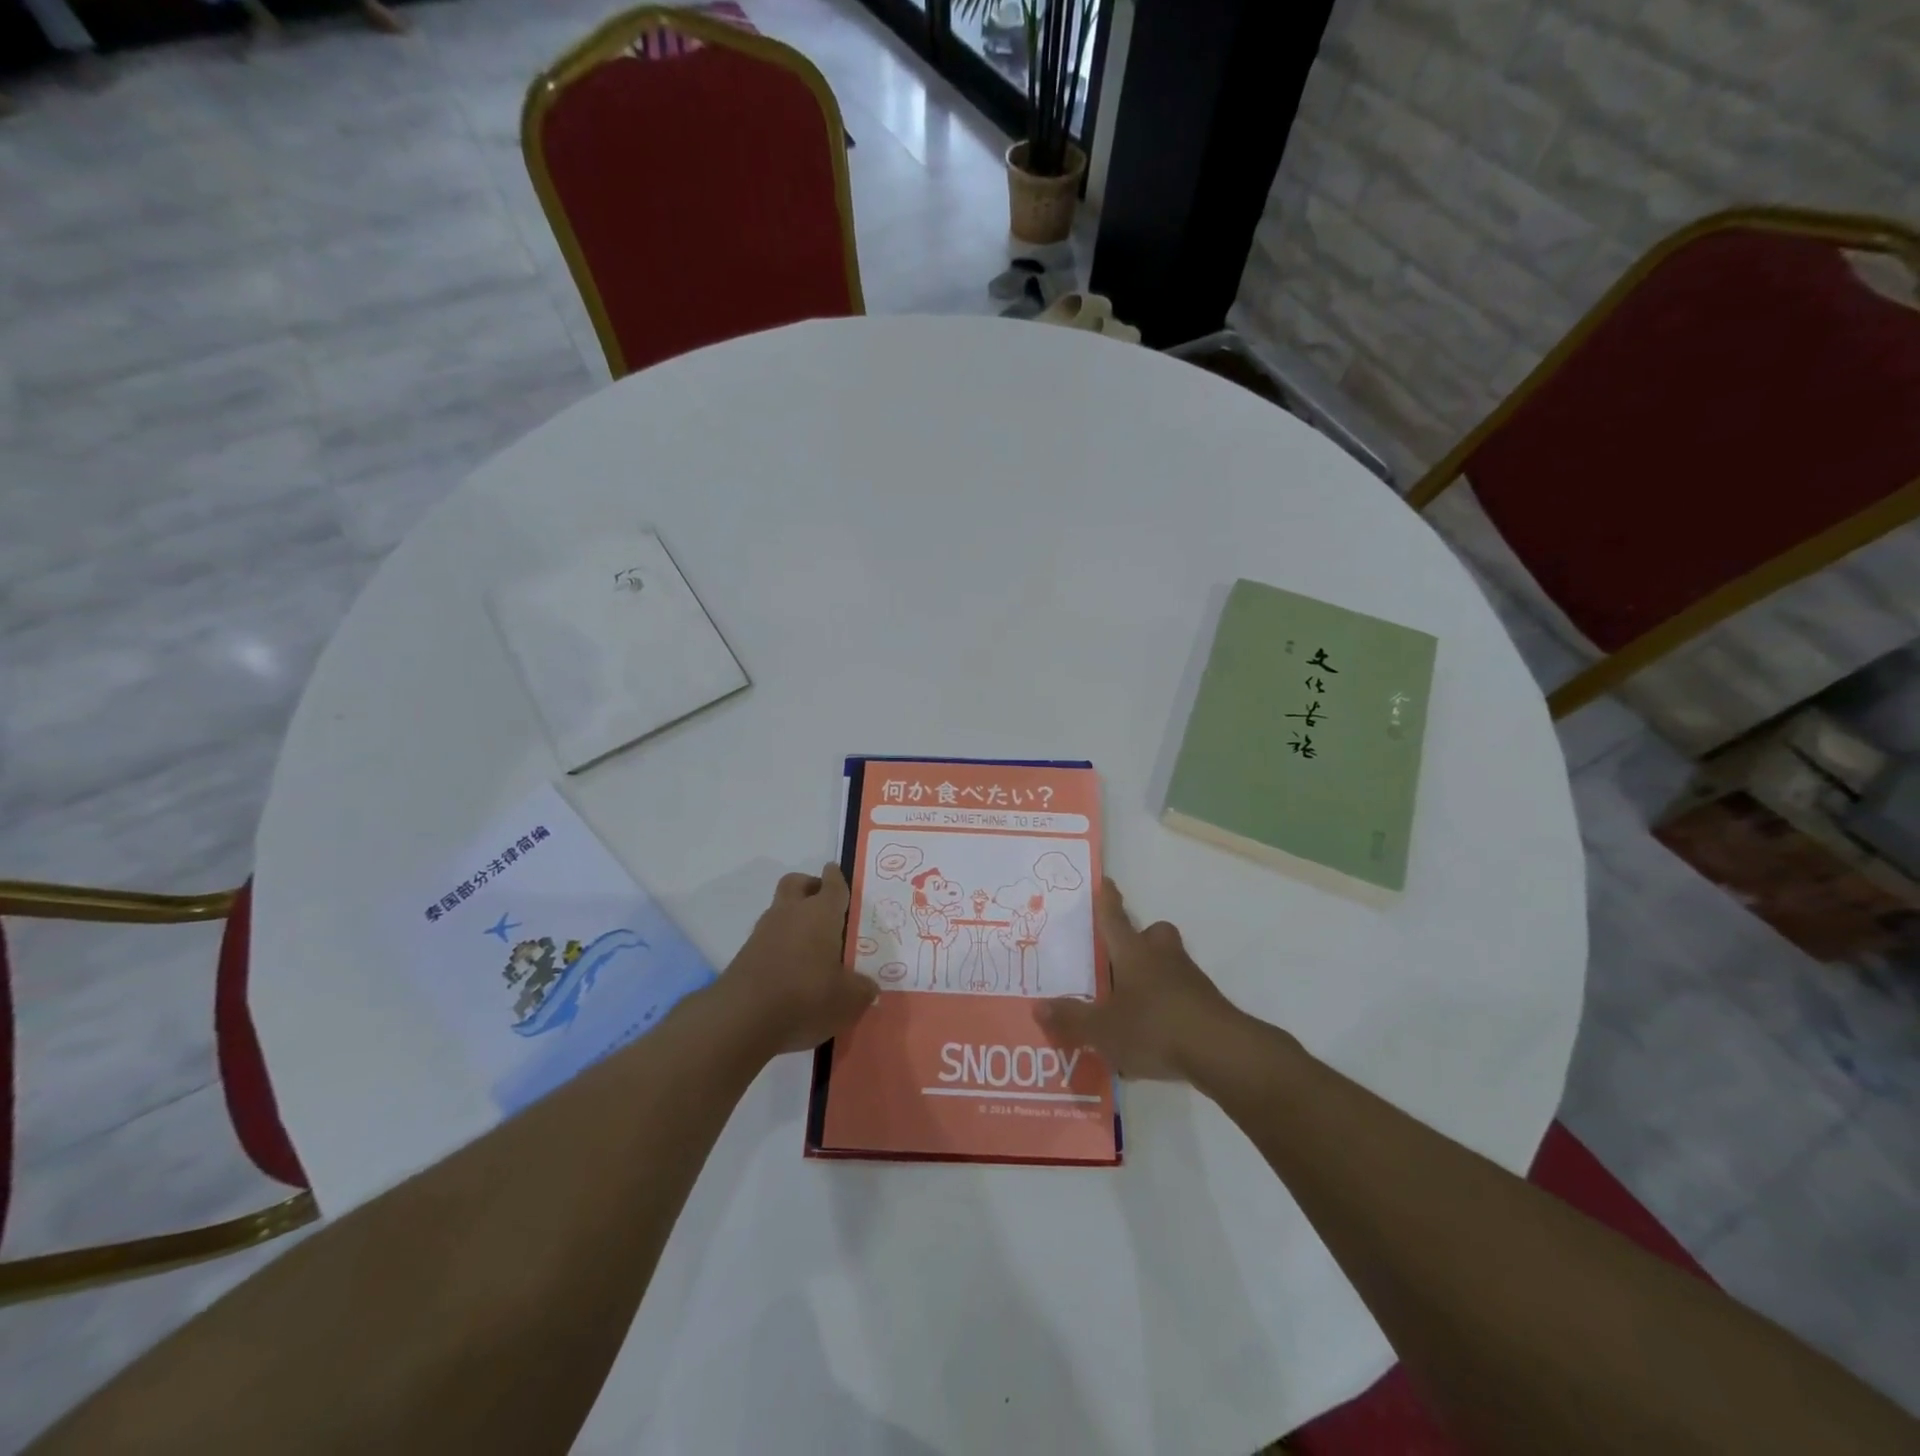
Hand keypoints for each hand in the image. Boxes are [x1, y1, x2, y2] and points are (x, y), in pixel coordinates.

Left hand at [719, 865, 877, 1058]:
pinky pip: (768, 938)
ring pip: (779, 910)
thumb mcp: (848, 999)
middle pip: (796, 883)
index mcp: (821, 912)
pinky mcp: (745, 954)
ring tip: (810, 946)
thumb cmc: (806, 995)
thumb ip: (862, 989)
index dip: (836, 877)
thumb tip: (868, 987)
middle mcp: (791, 913)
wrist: (742, 1018)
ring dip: (793, 918)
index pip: (832, 884)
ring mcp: (763, 932)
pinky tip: (791, 969)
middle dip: (809, 886)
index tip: (837, 872)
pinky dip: (780, 945)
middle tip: (823, 903)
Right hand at [1035, 879, 1239, 1081]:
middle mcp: (1161, 956)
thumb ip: (1071, 1018)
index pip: (1114, 917)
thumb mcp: (1103, 1029)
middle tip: (1120, 959)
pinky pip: (1181, 994)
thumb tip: (1036, 1006)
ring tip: (1132, 1004)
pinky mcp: (1206, 1004)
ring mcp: (1189, 978)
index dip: (1107, 900)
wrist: (1221, 1051)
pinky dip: (1167, 1005)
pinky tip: (1154, 1036)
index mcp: (1132, 953)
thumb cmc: (1154, 1027)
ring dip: (1153, 974)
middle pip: (1152, 934)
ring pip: (1169, 963)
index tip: (1105, 881)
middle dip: (1139, 939)